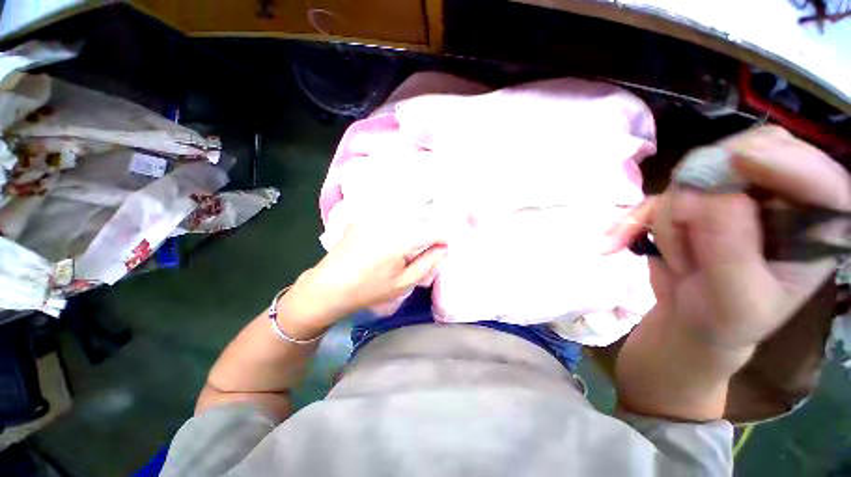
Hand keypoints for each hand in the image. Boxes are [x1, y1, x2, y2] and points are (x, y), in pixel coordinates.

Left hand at [279, 221, 448, 335]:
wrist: (328, 285)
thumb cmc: (368, 289)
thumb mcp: (403, 283)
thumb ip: (428, 263)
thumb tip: (444, 248)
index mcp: (401, 237)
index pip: (434, 229)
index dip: (445, 237)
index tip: (447, 247)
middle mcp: (390, 219)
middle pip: (422, 215)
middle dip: (433, 227)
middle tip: (436, 242)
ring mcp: (376, 214)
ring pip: (408, 210)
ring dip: (419, 219)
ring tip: (419, 236)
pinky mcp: (366, 215)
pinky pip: (391, 211)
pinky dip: (402, 216)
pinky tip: (399, 230)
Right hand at [614, 126, 850, 356]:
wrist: (690, 321)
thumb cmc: (725, 321)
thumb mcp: (736, 299)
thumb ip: (731, 248)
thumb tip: (704, 193)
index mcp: (815, 223)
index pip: (811, 173)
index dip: (779, 160)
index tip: (737, 163)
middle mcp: (779, 196)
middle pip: (749, 152)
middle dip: (709, 193)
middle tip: (688, 231)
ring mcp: (730, 194)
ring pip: (692, 177)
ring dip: (672, 221)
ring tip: (681, 264)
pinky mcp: (690, 200)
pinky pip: (655, 196)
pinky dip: (632, 221)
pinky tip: (615, 244)